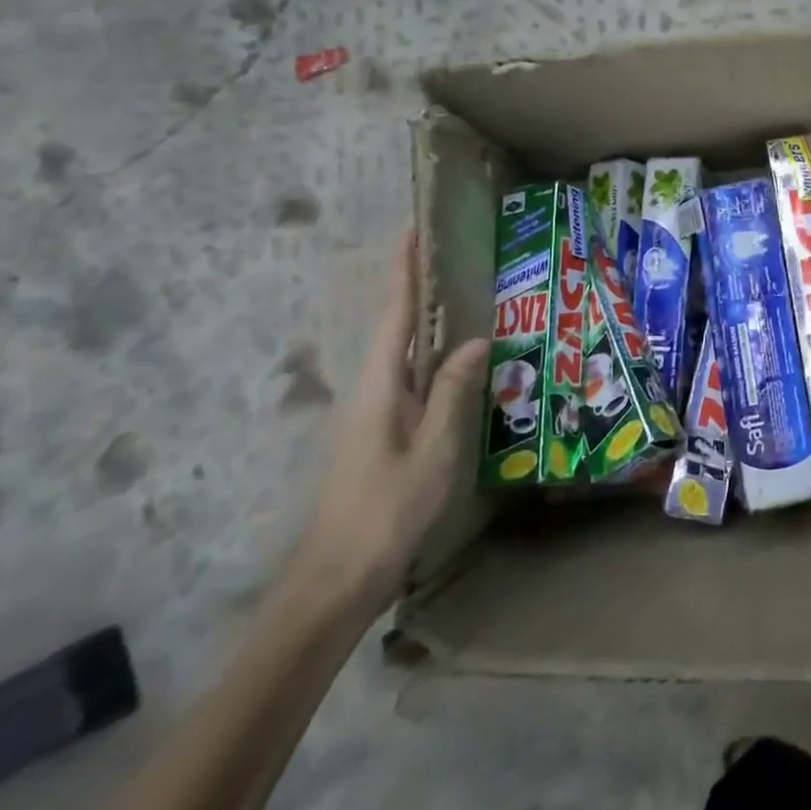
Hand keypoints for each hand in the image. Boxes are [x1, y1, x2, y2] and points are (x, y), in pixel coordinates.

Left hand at [294, 232, 488, 613]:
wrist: (335, 581)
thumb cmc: (386, 511)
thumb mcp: (433, 450)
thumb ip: (454, 391)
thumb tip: (475, 338)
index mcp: (379, 385)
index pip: (394, 313)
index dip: (404, 270)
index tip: (413, 229)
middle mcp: (371, 389)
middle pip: (397, 326)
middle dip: (419, 287)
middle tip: (455, 255)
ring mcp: (373, 413)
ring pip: (405, 355)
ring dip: (428, 322)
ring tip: (465, 296)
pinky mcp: (381, 434)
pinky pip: (411, 380)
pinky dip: (433, 357)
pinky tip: (458, 362)